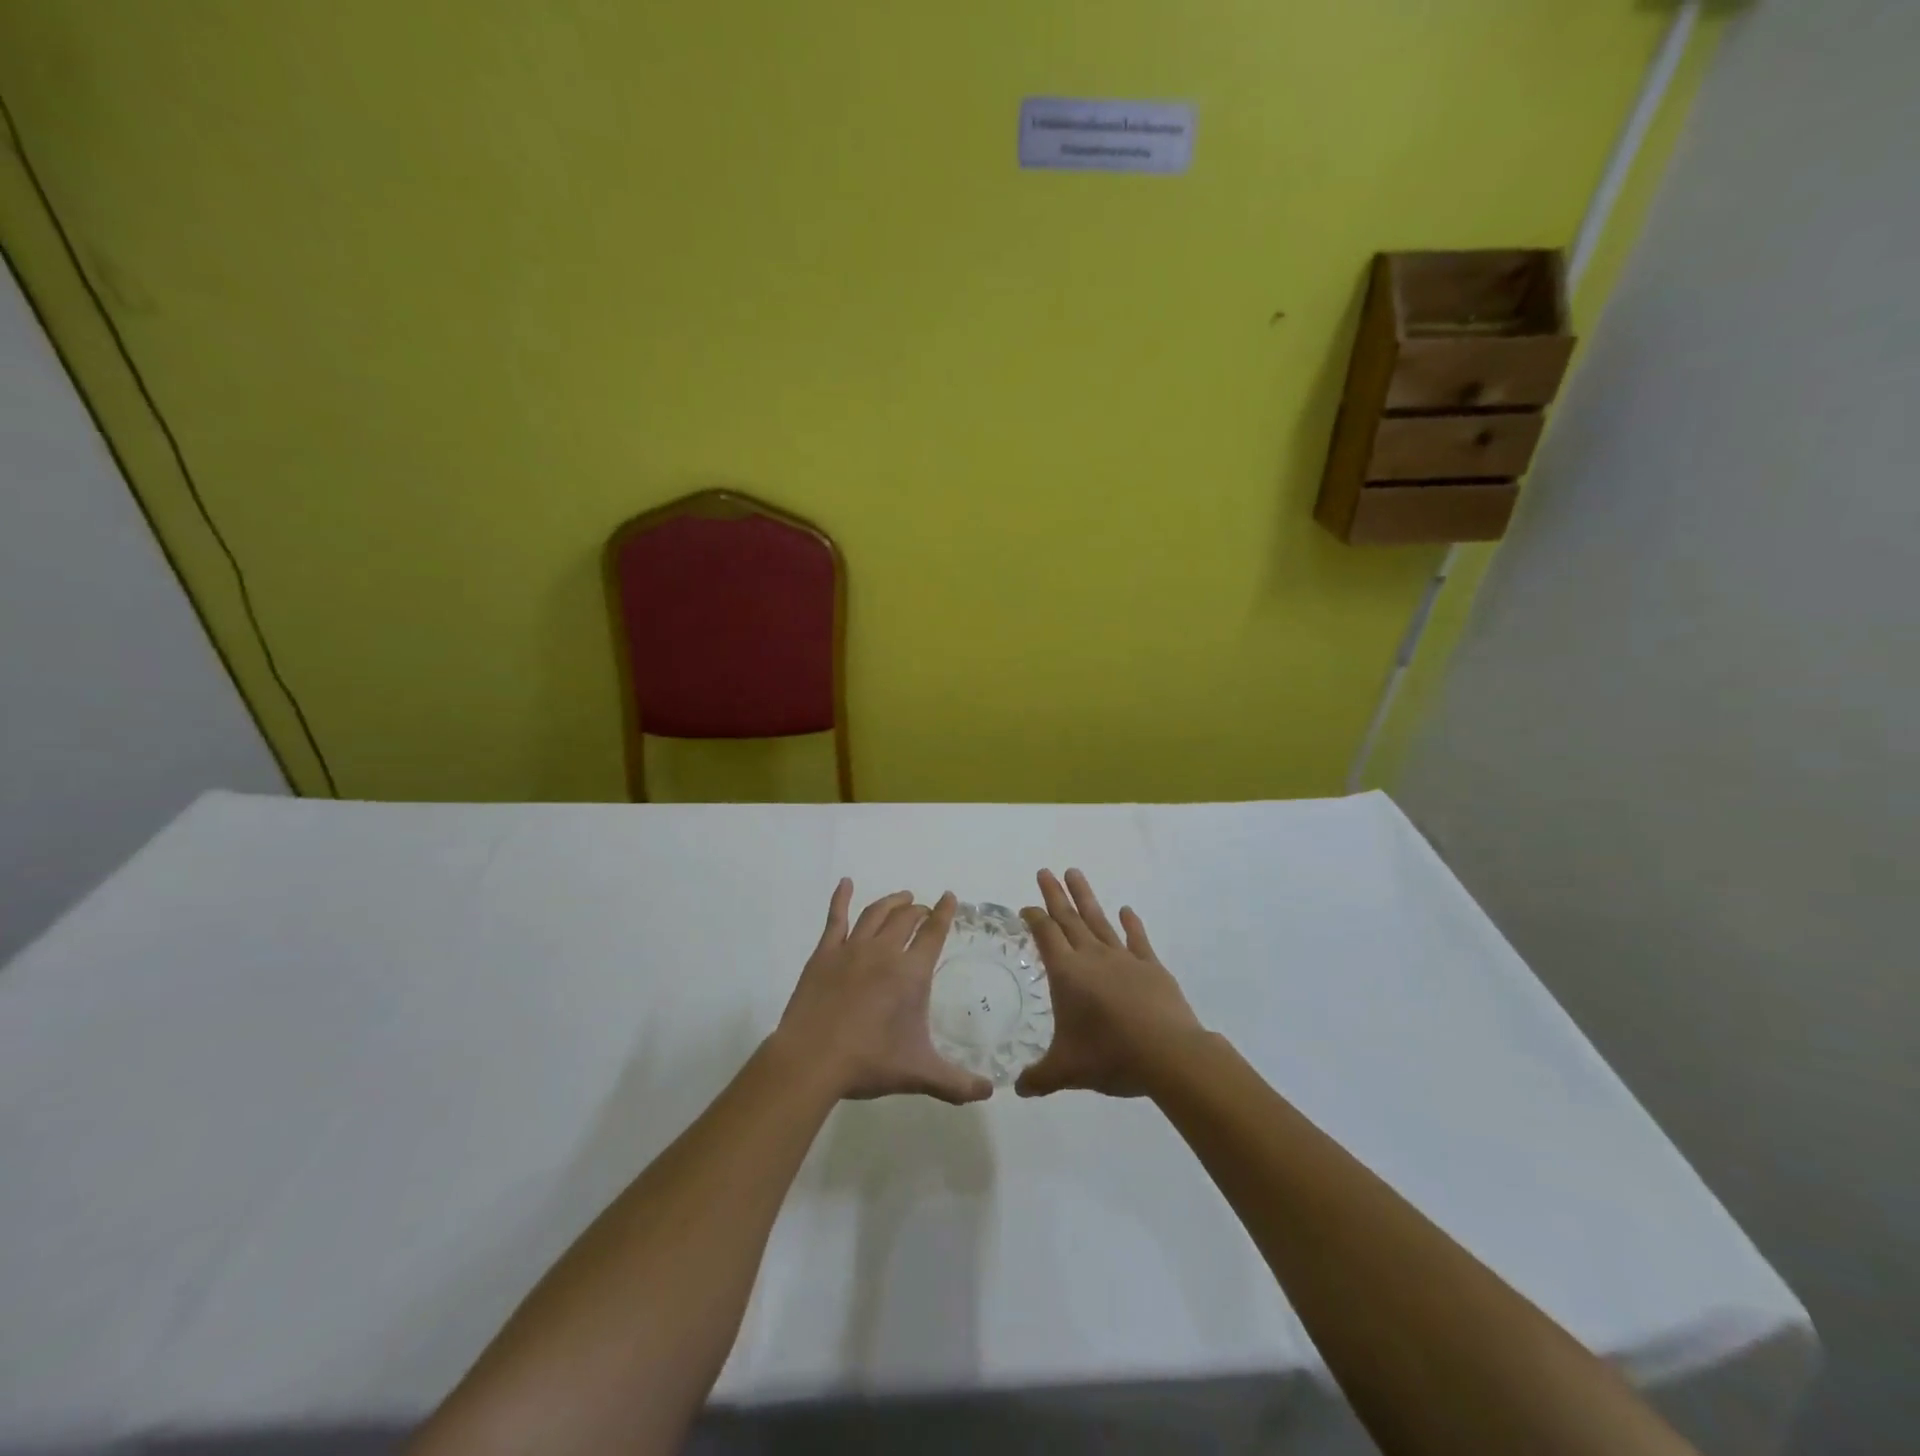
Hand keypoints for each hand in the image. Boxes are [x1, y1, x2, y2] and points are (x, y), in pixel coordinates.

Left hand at [774, 881, 993, 1105]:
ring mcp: (851, 949)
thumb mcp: (919, 1074)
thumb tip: (989, 1092)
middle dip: (919, 910)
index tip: (950, 897)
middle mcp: (884, 952)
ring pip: (876, 914)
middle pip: (906, 919)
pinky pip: (835, 918)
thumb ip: (957, 1083)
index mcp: (911, 973)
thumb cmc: (869, 1062)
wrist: (812, 1059)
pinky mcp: (824, 954)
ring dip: (891, 902)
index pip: (933, 933)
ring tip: (901, 898)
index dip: (944, 913)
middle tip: (925, 909)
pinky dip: (841, 898)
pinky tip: (845, 883)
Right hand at [1016, 869, 1205, 1098]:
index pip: (1045, 935)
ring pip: (1099, 920)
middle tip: (1044, 871)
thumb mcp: (1066, 1071)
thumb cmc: (1110, 1056)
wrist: (1168, 1054)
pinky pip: (1137, 939)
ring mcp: (1124, 958)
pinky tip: (1126, 910)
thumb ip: (1040, 1077)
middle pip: (1068, 918)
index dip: (1034, 918)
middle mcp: (1092, 957)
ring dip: (1085, 897)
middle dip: (1054, 895)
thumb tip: (1018, 1089)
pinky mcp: (1151, 967)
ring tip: (1075, 872)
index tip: (1026, 907)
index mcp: (1067, 973)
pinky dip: (1130, 923)